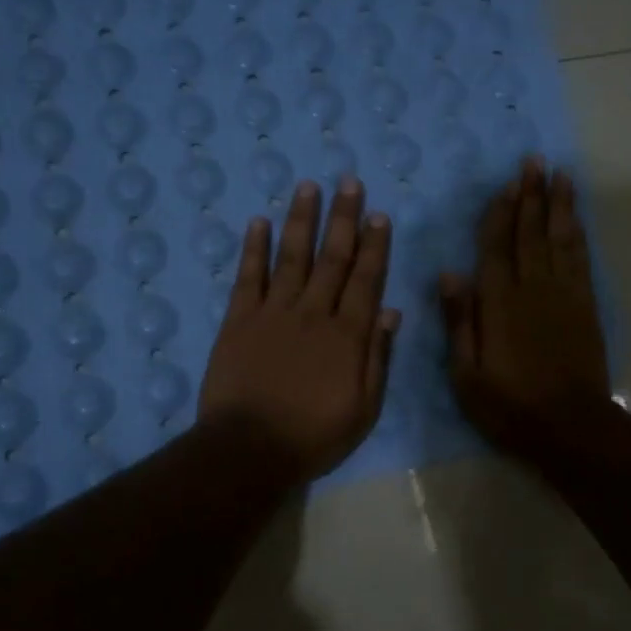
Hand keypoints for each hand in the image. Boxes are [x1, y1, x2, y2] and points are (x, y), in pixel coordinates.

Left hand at [199, 177, 398, 481]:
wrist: (249, 449)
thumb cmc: (314, 435)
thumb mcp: (363, 408)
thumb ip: (377, 358)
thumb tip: (391, 313)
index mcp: (347, 335)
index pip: (365, 280)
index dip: (373, 245)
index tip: (378, 214)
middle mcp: (313, 313)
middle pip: (331, 258)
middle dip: (343, 218)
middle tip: (348, 181)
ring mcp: (273, 312)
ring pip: (291, 257)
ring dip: (301, 220)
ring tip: (308, 186)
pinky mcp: (238, 320)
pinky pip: (248, 277)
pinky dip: (254, 248)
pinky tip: (259, 221)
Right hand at [440, 156, 612, 463]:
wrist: (571, 427)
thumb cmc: (510, 406)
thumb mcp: (467, 375)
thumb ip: (460, 322)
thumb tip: (449, 273)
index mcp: (499, 303)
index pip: (496, 247)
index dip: (501, 213)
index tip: (507, 183)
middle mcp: (533, 288)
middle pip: (530, 233)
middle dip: (532, 195)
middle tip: (535, 161)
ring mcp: (564, 295)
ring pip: (559, 239)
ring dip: (558, 205)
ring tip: (560, 175)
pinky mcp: (586, 306)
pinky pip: (580, 260)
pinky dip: (578, 234)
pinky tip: (575, 219)